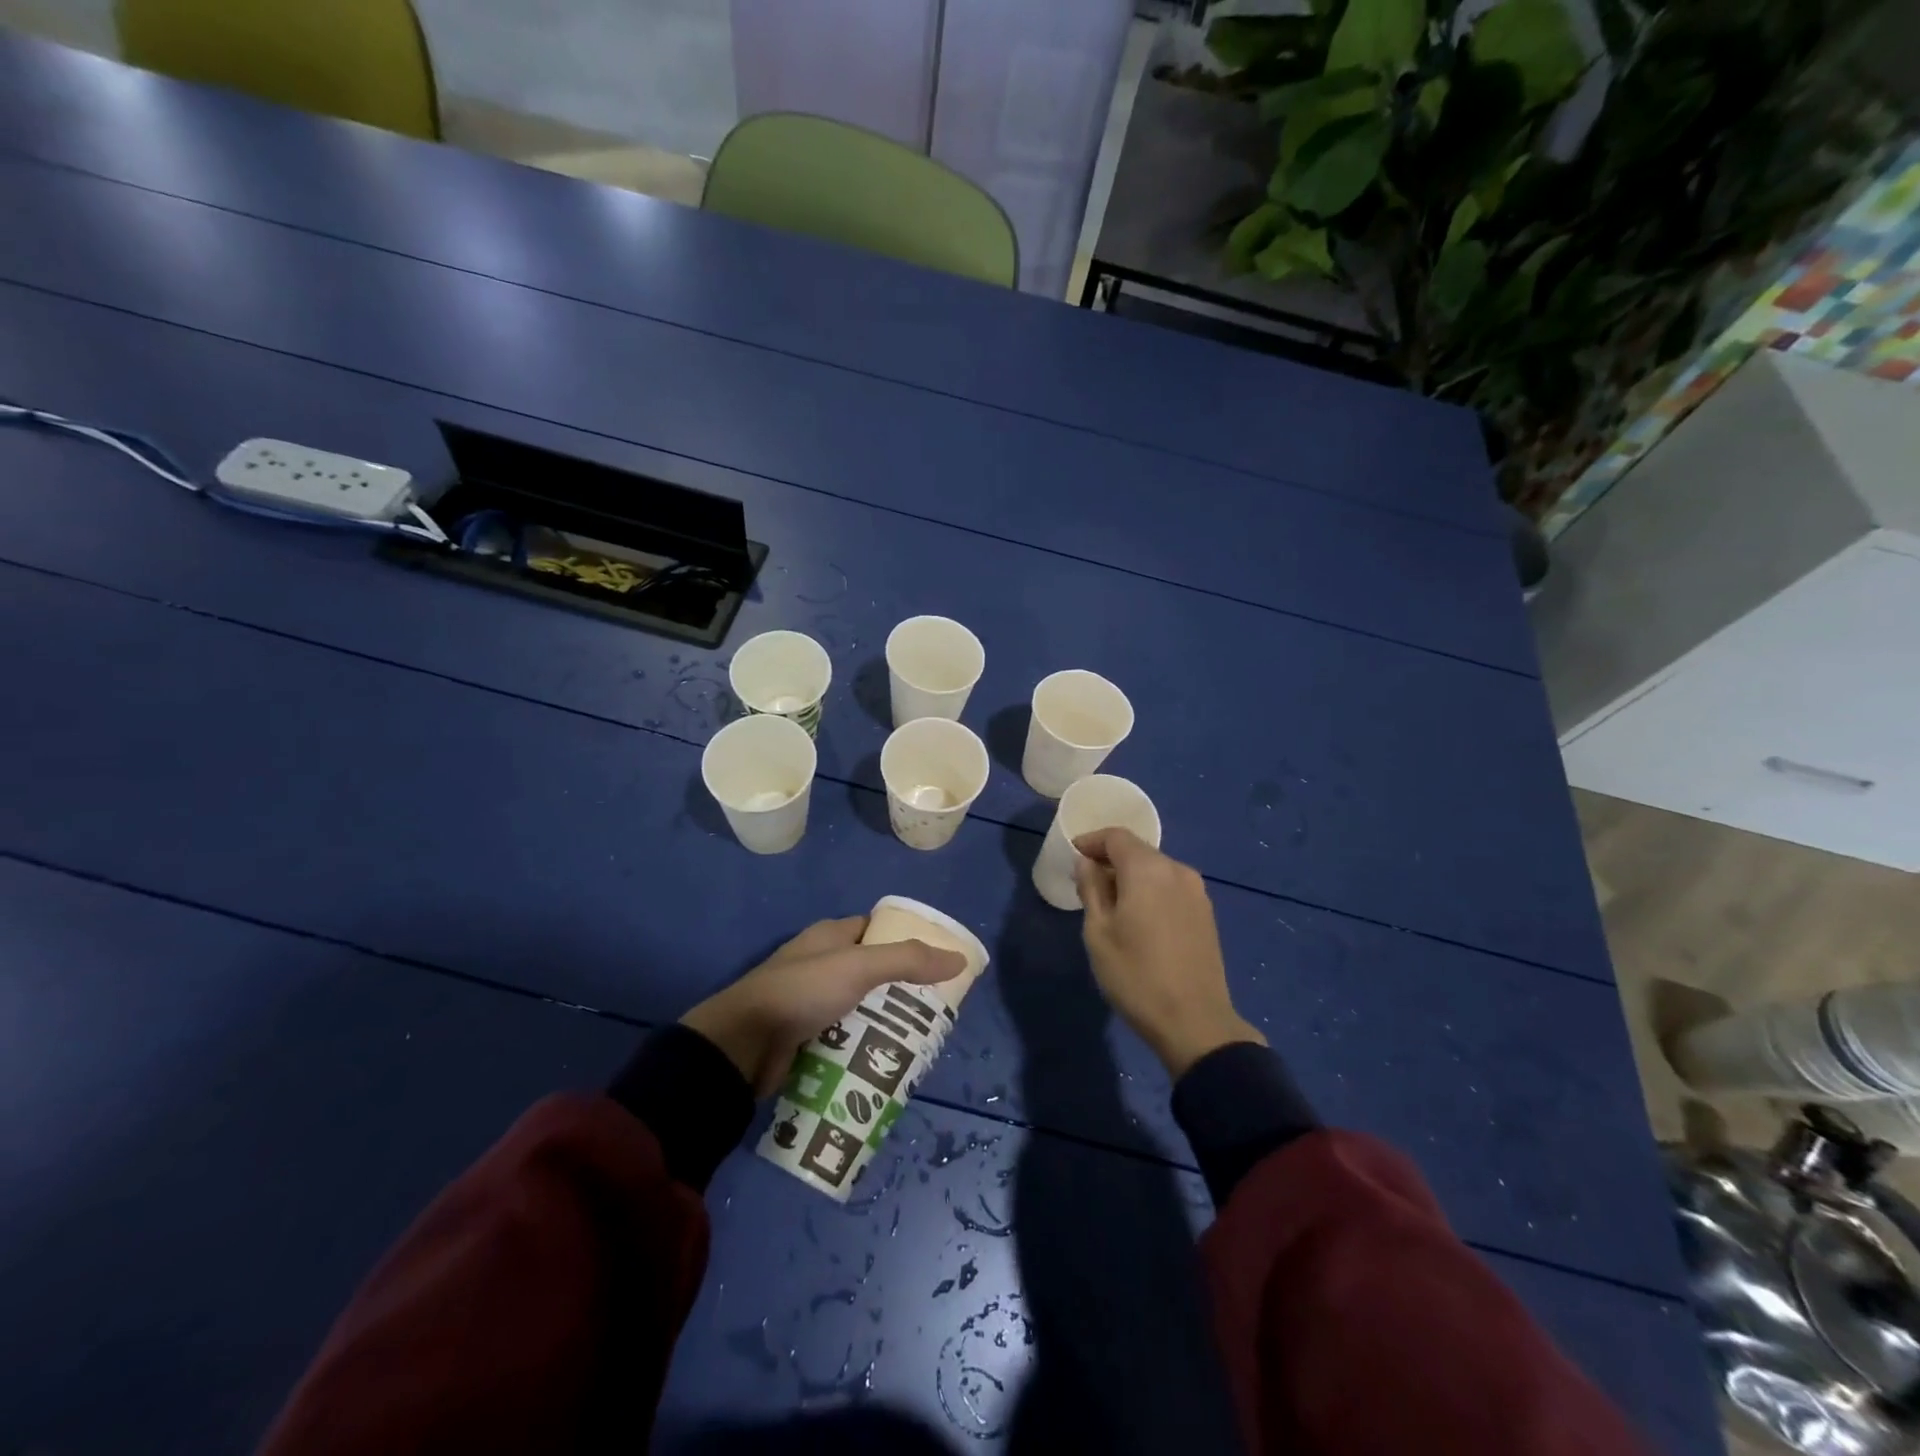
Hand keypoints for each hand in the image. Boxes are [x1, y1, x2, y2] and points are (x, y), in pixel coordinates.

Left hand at [682, 917, 966, 1095]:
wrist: (741, 1045)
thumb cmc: (801, 992)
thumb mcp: (858, 967)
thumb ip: (908, 960)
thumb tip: (960, 958)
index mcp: (830, 936)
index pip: (877, 929)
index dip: (907, 940)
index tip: (938, 962)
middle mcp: (821, 964)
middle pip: (873, 972)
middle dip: (901, 990)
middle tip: (935, 1010)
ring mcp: (810, 1002)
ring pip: (860, 1008)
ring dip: (884, 1023)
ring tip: (920, 1040)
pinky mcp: (804, 1037)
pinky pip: (844, 1038)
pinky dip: (863, 1047)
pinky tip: (887, 1061)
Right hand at [1074, 828, 1265, 1078]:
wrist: (1195, 1022)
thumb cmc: (1136, 976)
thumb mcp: (1099, 933)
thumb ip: (1092, 889)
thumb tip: (1087, 863)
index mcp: (1148, 870)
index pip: (1116, 837)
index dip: (1092, 841)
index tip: (1073, 853)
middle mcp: (1176, 871)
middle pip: (1138, 851)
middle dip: (1110, 859)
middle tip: (1086, 881)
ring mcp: (1197, 892)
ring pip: (1156, 869)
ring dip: (1131, 876)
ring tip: (1110, 902)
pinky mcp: (1206, 913)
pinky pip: (1171, 887)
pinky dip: (1150, 890)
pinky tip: (1139, 916)